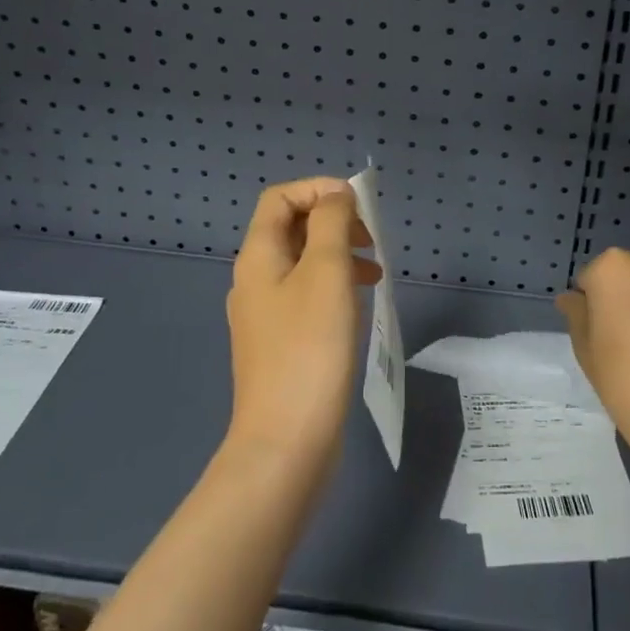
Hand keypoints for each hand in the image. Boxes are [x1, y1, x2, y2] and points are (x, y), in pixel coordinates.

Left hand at [224, 178, 380, 471]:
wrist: (286, 441)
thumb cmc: (309, 348)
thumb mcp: (326, 273)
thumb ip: (331, 223)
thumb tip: (335, 195)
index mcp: (258, 256)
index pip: (281, 198)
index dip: (318, 189)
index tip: (358, 208)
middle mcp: (254, 279)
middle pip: (292, 228)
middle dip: (334, 223)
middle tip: (370, 241)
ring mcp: (265, 314)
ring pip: (303, 263)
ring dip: (339, 255)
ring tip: (375, 273)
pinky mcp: (281, 343)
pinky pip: (306, 296)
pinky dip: (334, 287)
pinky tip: (358, 305)